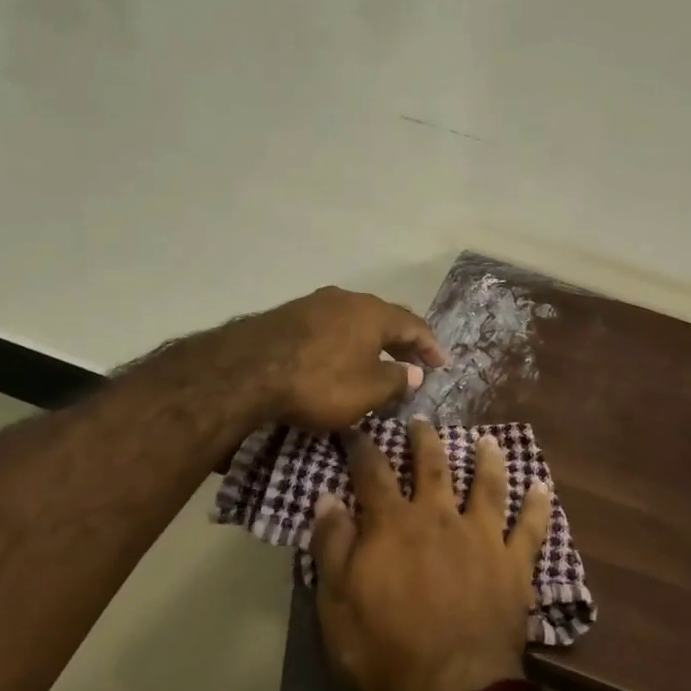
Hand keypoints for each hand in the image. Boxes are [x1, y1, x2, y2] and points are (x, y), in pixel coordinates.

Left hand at [239, 286, 445, 429]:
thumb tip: (414, 372)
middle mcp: (348, 299)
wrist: (248, 370)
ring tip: (376, 363)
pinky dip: (343, 343)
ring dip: (370, 342)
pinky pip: (329, 327)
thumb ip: (397, 380)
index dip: (430, 347)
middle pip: (384, 319)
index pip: (414, 325)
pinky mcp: (288, 315)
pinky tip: (338, 360)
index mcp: (374, 313)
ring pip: (354, 321)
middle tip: (413, 364)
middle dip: (401, 343)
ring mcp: (315, 303)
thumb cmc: (320, 381)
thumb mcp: (368, 391)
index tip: (441, 365)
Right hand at [312, 418, 555, 690]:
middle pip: (433, 465)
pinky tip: (542, 486)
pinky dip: (537, 505)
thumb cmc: (385, 651)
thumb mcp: (337, 604)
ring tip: (487, 441)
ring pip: (487, 485)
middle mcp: (440, 517)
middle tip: (422, 421)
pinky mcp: (514, 563)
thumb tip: (328, 497)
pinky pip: (530, 527)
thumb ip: (333, 546)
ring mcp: (481, 537)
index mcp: (394, 525)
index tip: (358, 429)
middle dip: (425, 439)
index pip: (373, 473)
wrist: (453, 690)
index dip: (363, 448)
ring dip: (487, 460)